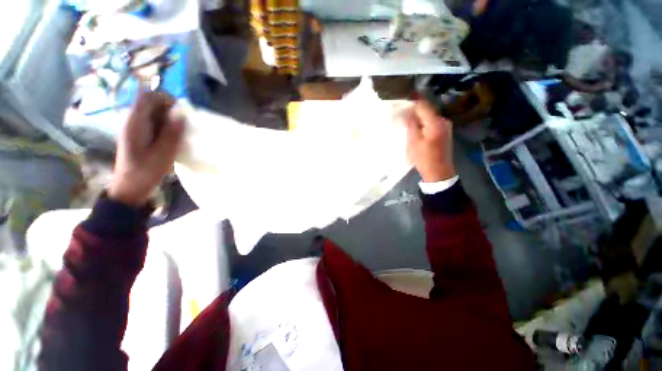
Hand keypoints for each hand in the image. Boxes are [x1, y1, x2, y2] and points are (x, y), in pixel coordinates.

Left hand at [108, 93, 184, 205]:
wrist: (130, 187)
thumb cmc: (145, 171)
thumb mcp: (163, 154)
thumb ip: (172, 134)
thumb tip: (182, 116)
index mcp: (135, 123)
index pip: (147, 97)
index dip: (164, 98)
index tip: (179, 111)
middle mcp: (133, 122)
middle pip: (150, 104)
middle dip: (168, 110)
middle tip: (181, 125)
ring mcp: (135, 129)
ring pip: (153, 113)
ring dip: (168, 119)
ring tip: (178, 133)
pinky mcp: (139, 136)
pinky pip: (153, 123)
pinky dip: (164, 126)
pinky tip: (171, 138)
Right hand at [404, 101, 455, 182]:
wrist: (439, 173)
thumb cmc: (424, 158)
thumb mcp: (413, 142)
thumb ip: (411, 125)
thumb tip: (408, 111)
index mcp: (435, 123)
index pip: (423, 105)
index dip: (412, 102)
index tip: (402, 103)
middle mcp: (443, 121)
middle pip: (427, 111)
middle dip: (415, 112)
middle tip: (403, 117)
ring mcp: (446, 127)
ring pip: (430, 117)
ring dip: (419, 119)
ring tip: (408, 125)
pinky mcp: (445, 132)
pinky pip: (433, 123)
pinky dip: (424, 125)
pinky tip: (417, 131)